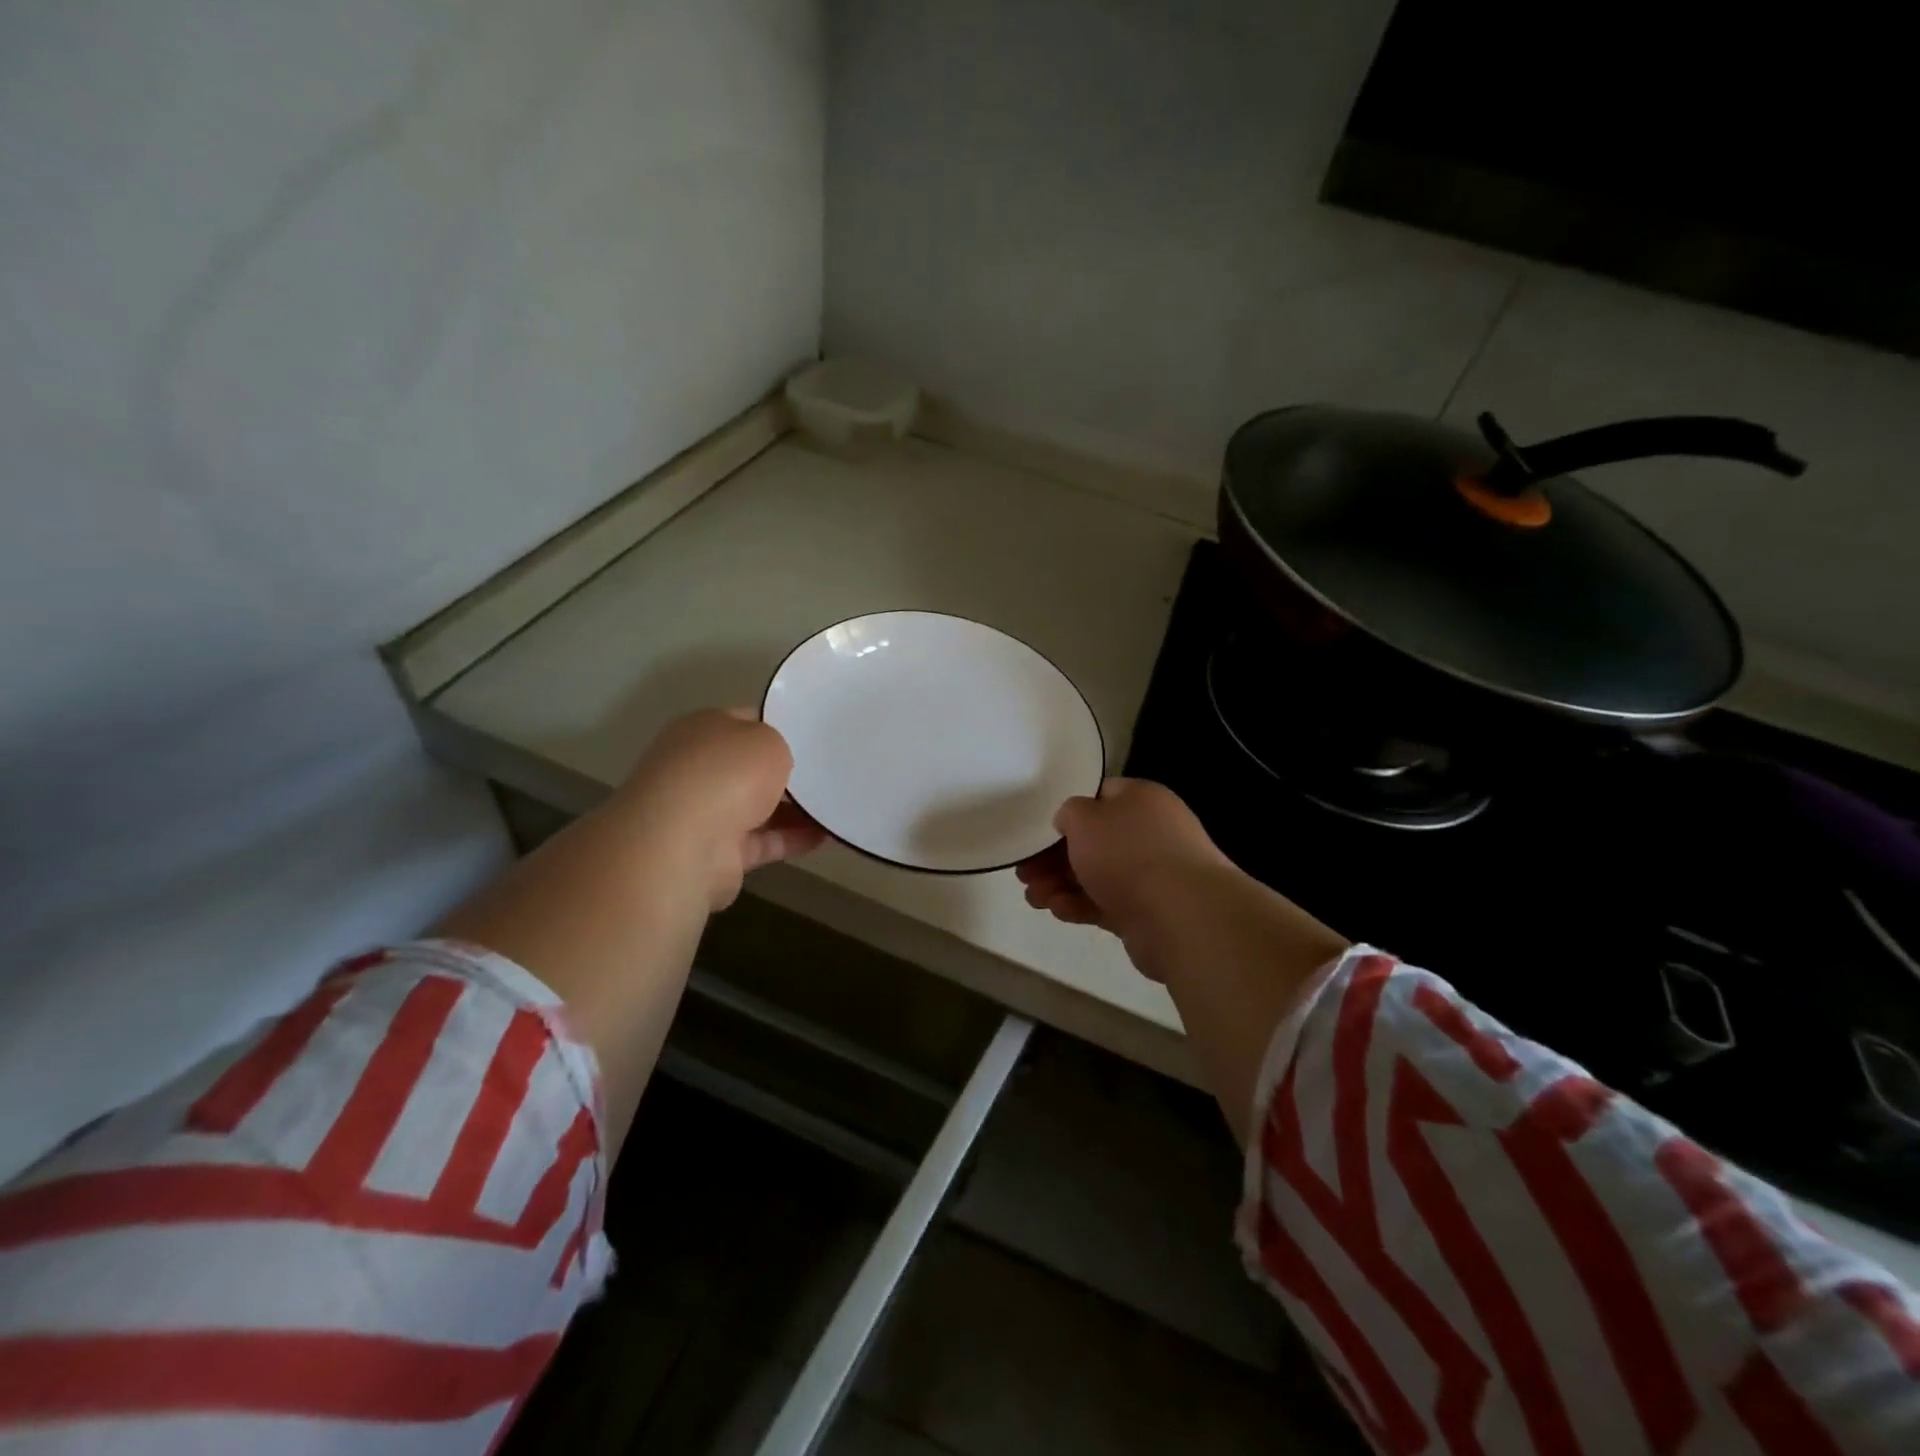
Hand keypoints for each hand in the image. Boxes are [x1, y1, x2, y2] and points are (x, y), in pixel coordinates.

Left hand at [612, 708, 824, 910]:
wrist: (684, 845)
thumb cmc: (725, 775)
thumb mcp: (768, 740)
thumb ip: (779, 745)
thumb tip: (777, 760)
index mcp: (703, 730)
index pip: (746, 722)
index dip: (780, 726)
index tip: (814, 736)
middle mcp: (699, 769)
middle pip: (751, 767)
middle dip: (787, 772)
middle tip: (829, 771)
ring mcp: (705, 813)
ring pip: (759, 806)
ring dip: (794, 809)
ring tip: (836, 805)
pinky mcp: (718, 854)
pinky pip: (764, 841)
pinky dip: (792, 839)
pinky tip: (826, 835)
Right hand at [1016, 778, 1231, 958]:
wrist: (1181, 915)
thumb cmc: (1128, 853)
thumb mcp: (1084, 818)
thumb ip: (1069, 814)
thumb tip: (1072, 823)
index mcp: (1141, 799)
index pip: (1099, 797)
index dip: (1067, 813)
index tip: (1038, 831)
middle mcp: (1149, 833)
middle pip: (1093, 841)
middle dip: (1054, 857)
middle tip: (1024, 872)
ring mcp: (1151, 874)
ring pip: (1096, 875)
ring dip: (1060, 884)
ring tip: (1033, 898)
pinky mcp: (1146, 911)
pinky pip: (1105, 903)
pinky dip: (1079, 905)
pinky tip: (1056, 911)